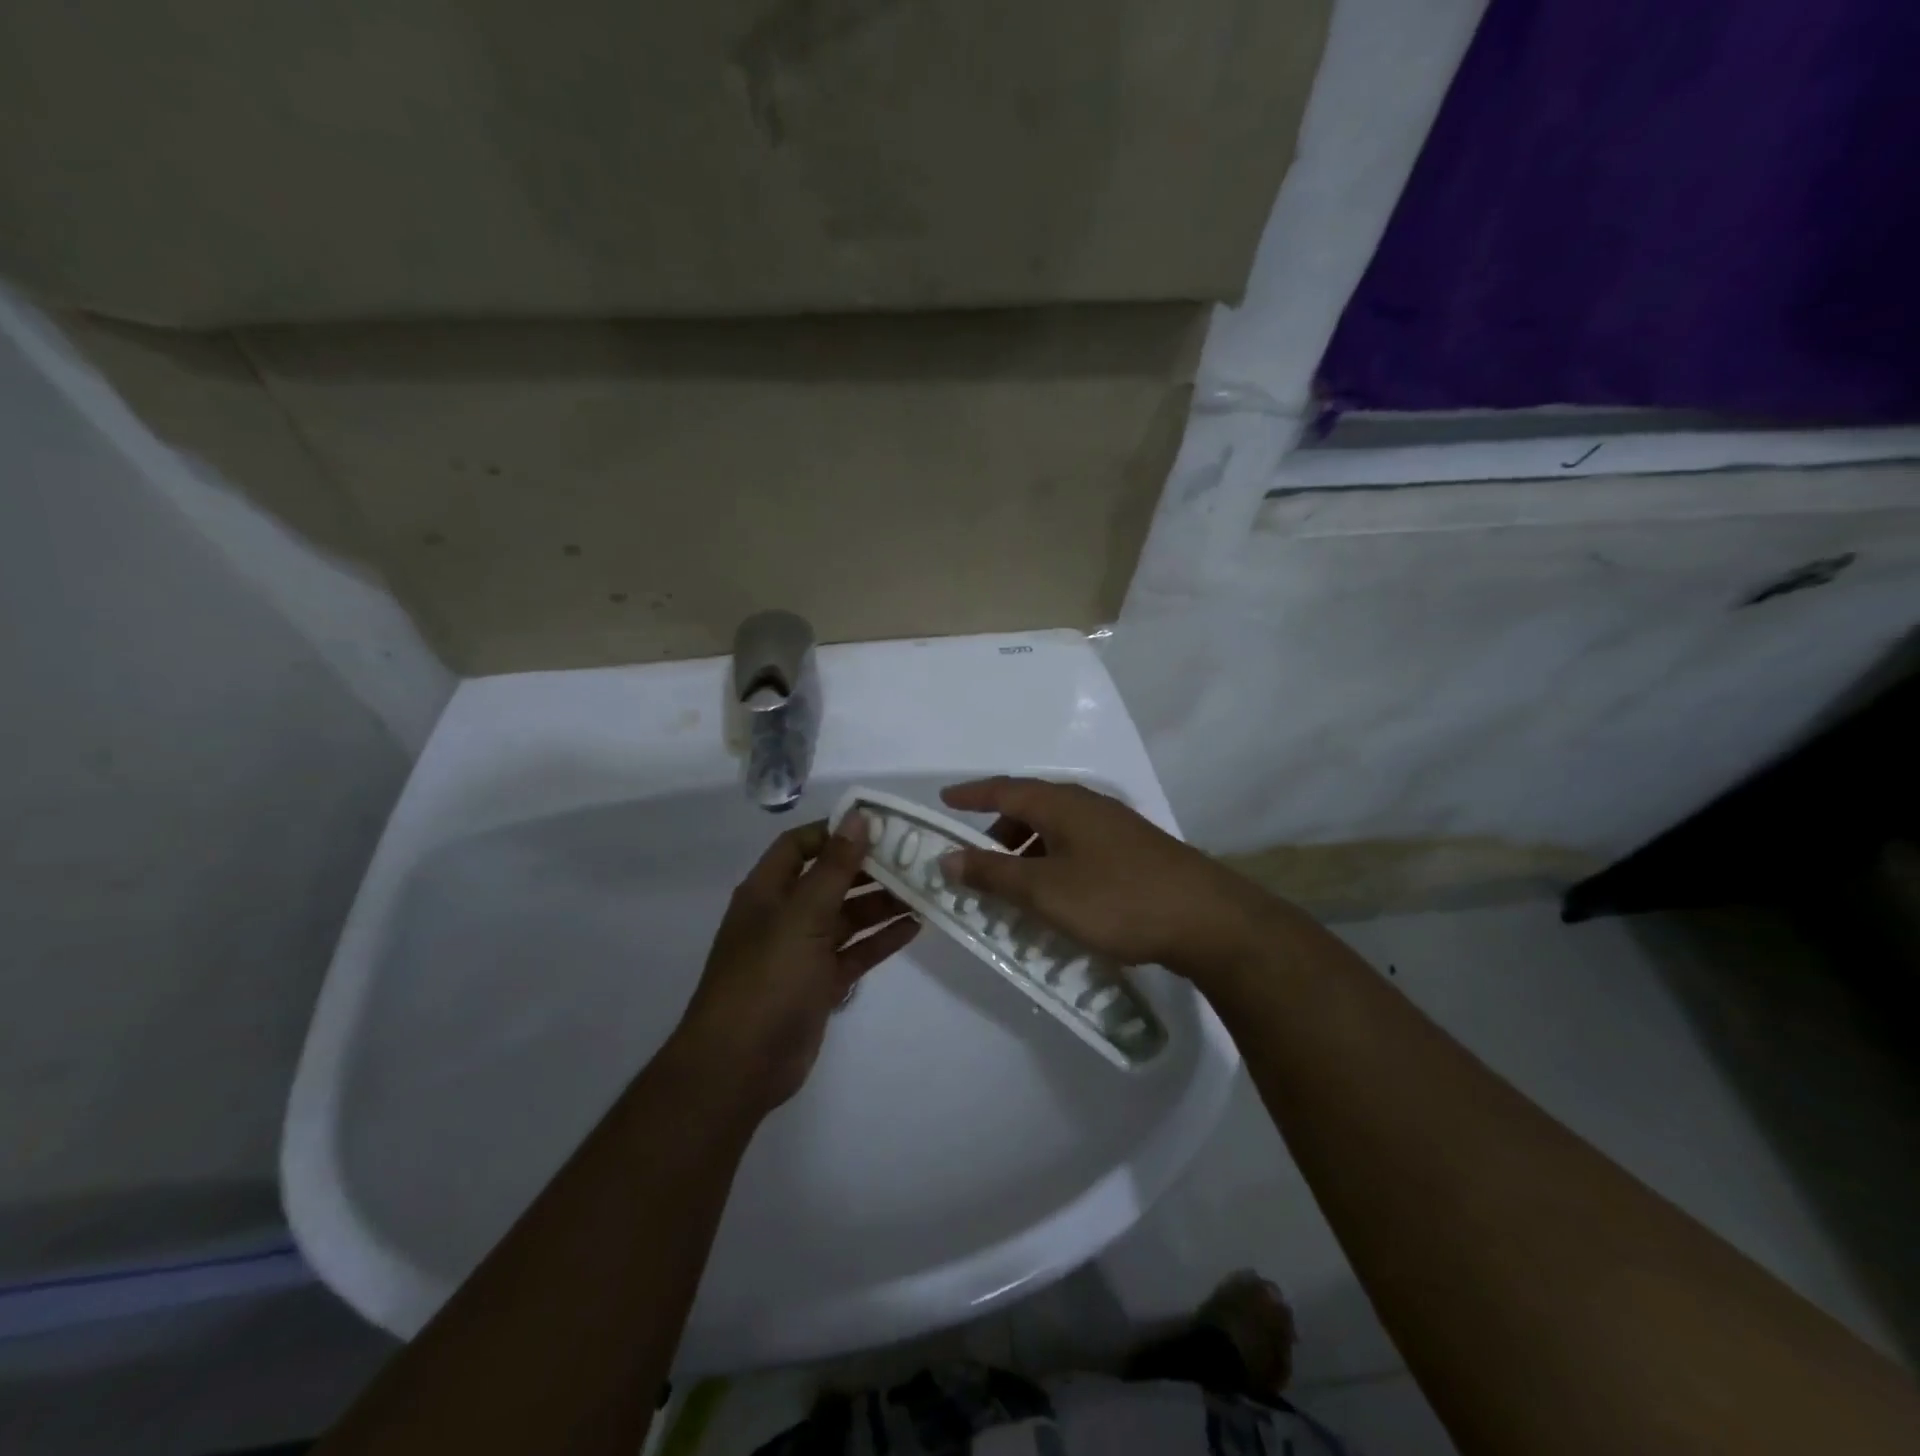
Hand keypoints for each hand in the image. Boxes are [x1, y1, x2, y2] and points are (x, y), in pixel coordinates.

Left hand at [672, 817, 916, 1117]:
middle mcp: (785, 915)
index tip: (878, 825)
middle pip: (830, 880)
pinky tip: (914, 927)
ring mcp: (803, 951)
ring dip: (882, 903)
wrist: (741, 1065)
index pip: (800, 845)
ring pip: (847, 916)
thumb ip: (835, 866)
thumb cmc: (768, 977)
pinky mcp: (820, 983)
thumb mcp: (803, 915)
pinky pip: (855, 952)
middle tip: (915, 857)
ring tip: (924, 890)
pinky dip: (881, 939)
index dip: (835, 831)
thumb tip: (858, 816)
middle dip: (869, 868)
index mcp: (768, 891)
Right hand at [938, 777, 1280, 982]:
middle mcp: (1087, 805)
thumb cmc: (1116, 899)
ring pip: (1056, 829)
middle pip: (1031, 807)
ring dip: (1028, 851)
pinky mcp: (1133, 851)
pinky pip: (1077, 847)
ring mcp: (1115, 827)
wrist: (1206, 920)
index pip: (1004, 790)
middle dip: (999, 831)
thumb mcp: (1045, 891)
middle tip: (977, 862)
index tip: (943, 799)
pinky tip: (1059, 895)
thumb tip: (946, 858)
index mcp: (1061, 804)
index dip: (971, 795)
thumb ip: (993, 874)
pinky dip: (1054, 862)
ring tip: (1016, 887)